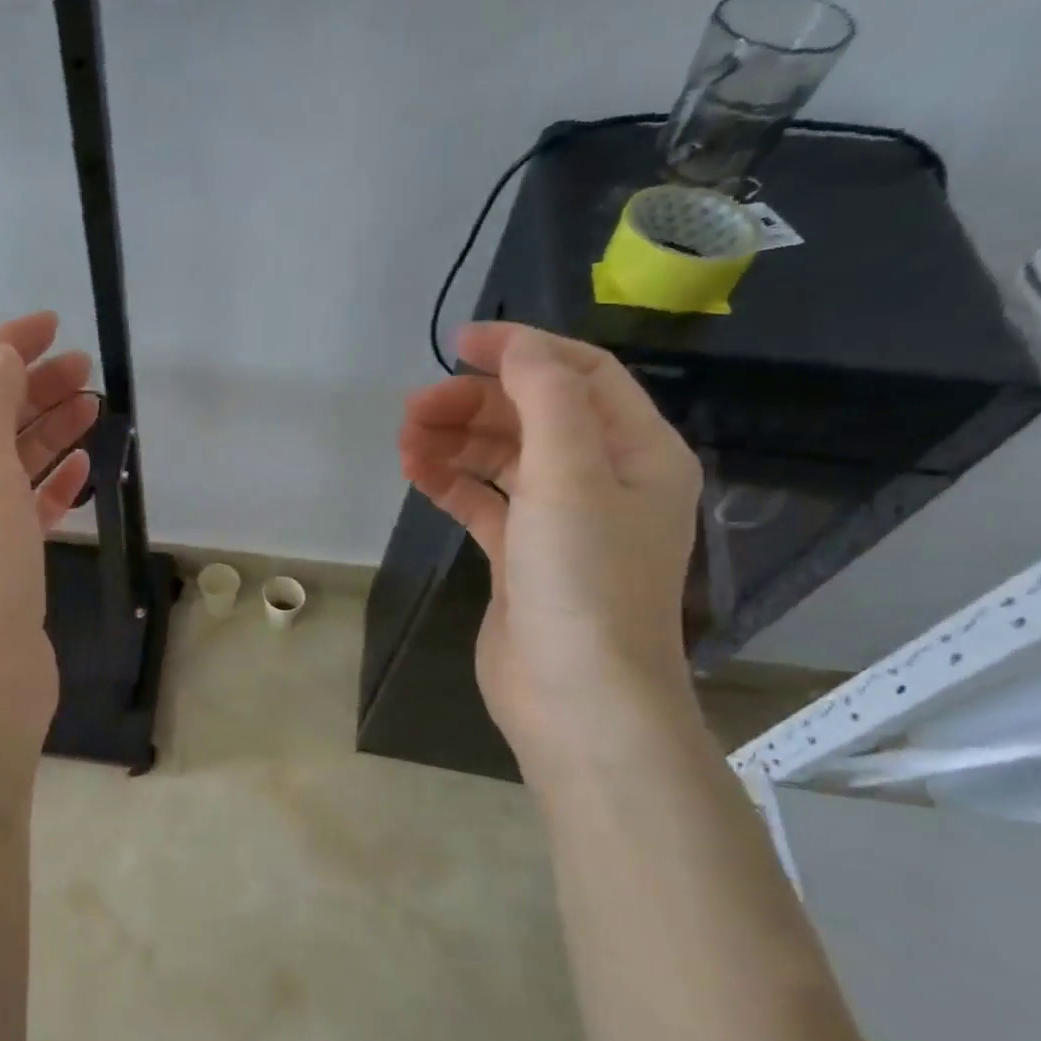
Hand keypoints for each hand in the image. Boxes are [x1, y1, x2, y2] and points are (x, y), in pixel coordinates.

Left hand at [0, 312, 98, 740]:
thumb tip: (2, 356)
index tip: (50, 327)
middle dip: (31, 389)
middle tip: (85, 368)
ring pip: (11, 464)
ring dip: (48, 432)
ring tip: (94, 406)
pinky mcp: (3, 563)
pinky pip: (28, 507)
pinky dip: (53, 484)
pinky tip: (83, 468)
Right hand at [398, 323, 702, 760]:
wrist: (576, 696)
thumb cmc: (583, 580)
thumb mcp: (572, 476)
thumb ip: (548, 399)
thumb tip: (518, 348)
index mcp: (636, 451)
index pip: (581, 375)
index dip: (522, 349)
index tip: (458, 344)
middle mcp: (603, 480)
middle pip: (534, 416)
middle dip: (473, 403)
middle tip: (412, 409)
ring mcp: (560, 521)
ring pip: (503, 459)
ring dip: (456, 441)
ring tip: (404, 441)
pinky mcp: (521, 557)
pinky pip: (484, 502)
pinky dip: (452, 483)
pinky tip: (416, 474)